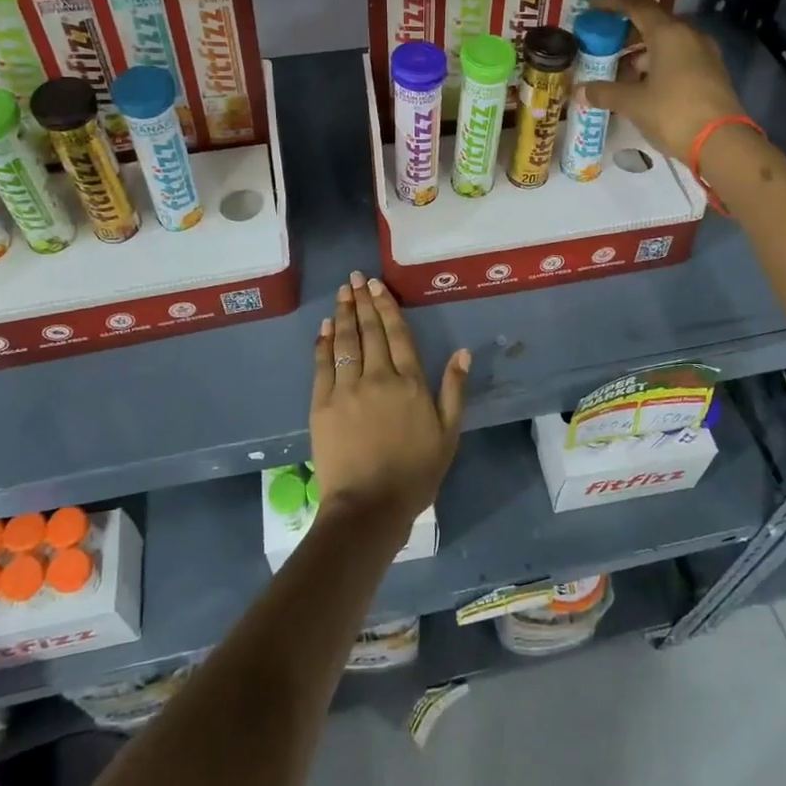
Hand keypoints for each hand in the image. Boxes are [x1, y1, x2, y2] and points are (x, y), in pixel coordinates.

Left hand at [309, 272, 468, 534]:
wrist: (369, 507)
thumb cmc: (415, 474)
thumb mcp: (448, 434)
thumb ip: (454, 390)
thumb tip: (463, 352)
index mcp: (410, 383)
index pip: (398, 334)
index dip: (387, 307)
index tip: (377, 286)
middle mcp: (378, 376)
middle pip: (370, 331)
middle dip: (362, 301)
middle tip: (355, 278)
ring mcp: (347, 389)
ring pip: (345, 341)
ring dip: (343, 314)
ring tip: (342, 292)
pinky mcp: (322, 404)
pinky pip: (323, 364)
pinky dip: (323, 343)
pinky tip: (324, 327)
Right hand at [584, 0, 747, 159]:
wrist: (722, 143)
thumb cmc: (673, 113)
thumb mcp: (632, 103)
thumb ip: (604, 93)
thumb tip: (579, 91)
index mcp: (669, 33)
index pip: (637, 5)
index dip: (612, 4)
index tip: (593, 10)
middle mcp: (688, 35)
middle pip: (652, 23)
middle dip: (625, 33)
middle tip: (601, 46)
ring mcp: (703, 54)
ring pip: (665, 43)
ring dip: (640, 53)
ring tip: (617, 72)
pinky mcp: (710, 73)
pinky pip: (677, 58)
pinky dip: (656, 65)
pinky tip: (641, 86)